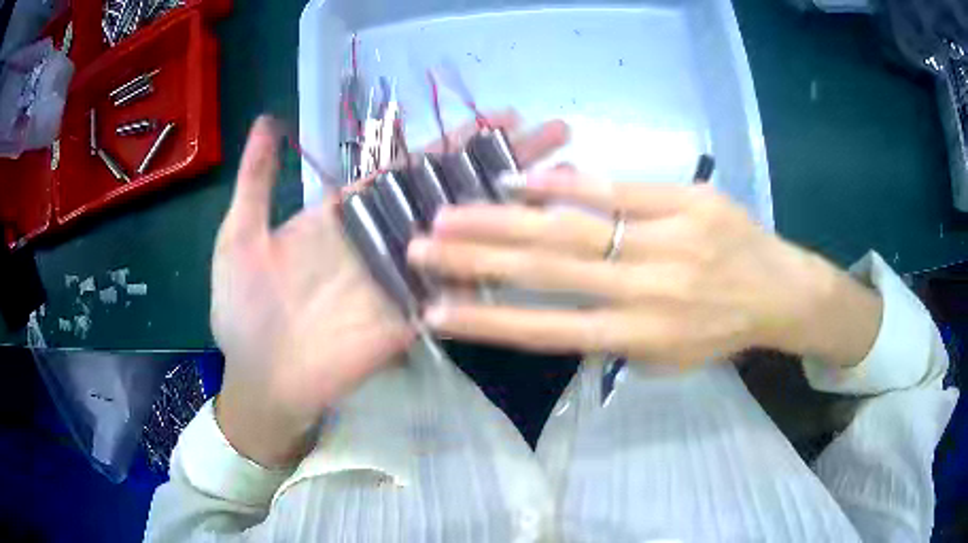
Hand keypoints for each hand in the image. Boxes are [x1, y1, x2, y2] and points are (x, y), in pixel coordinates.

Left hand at [212, 114, 569, 466]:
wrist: (259, 379)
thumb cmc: (241, 311)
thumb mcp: (240, 236)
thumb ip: (257, 180)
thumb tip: (268, 120)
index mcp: (347, 213)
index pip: (411, 165)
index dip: (457, 139)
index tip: (503, 116)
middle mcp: (384, 238)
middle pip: (453, 190)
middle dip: (504, 160)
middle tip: (557, 135)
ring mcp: (403, 278)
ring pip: (464, 234)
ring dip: (511, 205)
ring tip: (562, 177)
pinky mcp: (412, 317)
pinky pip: (457, 288)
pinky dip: (493, 267)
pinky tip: (535, 242)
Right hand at [408, 170, 882, 368]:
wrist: (780, 292)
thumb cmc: (720, 332)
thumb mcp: (668, 359)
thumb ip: (615, 340)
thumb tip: (557, 312)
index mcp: (641, 337)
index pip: (548, 330)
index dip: (488, 321)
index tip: (436, 311)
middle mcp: (648, 291)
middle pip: (549, 271)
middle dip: (477, 260)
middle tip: (419, 247)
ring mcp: (669, 240)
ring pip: (574, 226)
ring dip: (506, 218)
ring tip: (453, 211)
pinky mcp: (687, 201)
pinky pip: (618, 188)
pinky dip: (566, 183)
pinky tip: (520, 179)